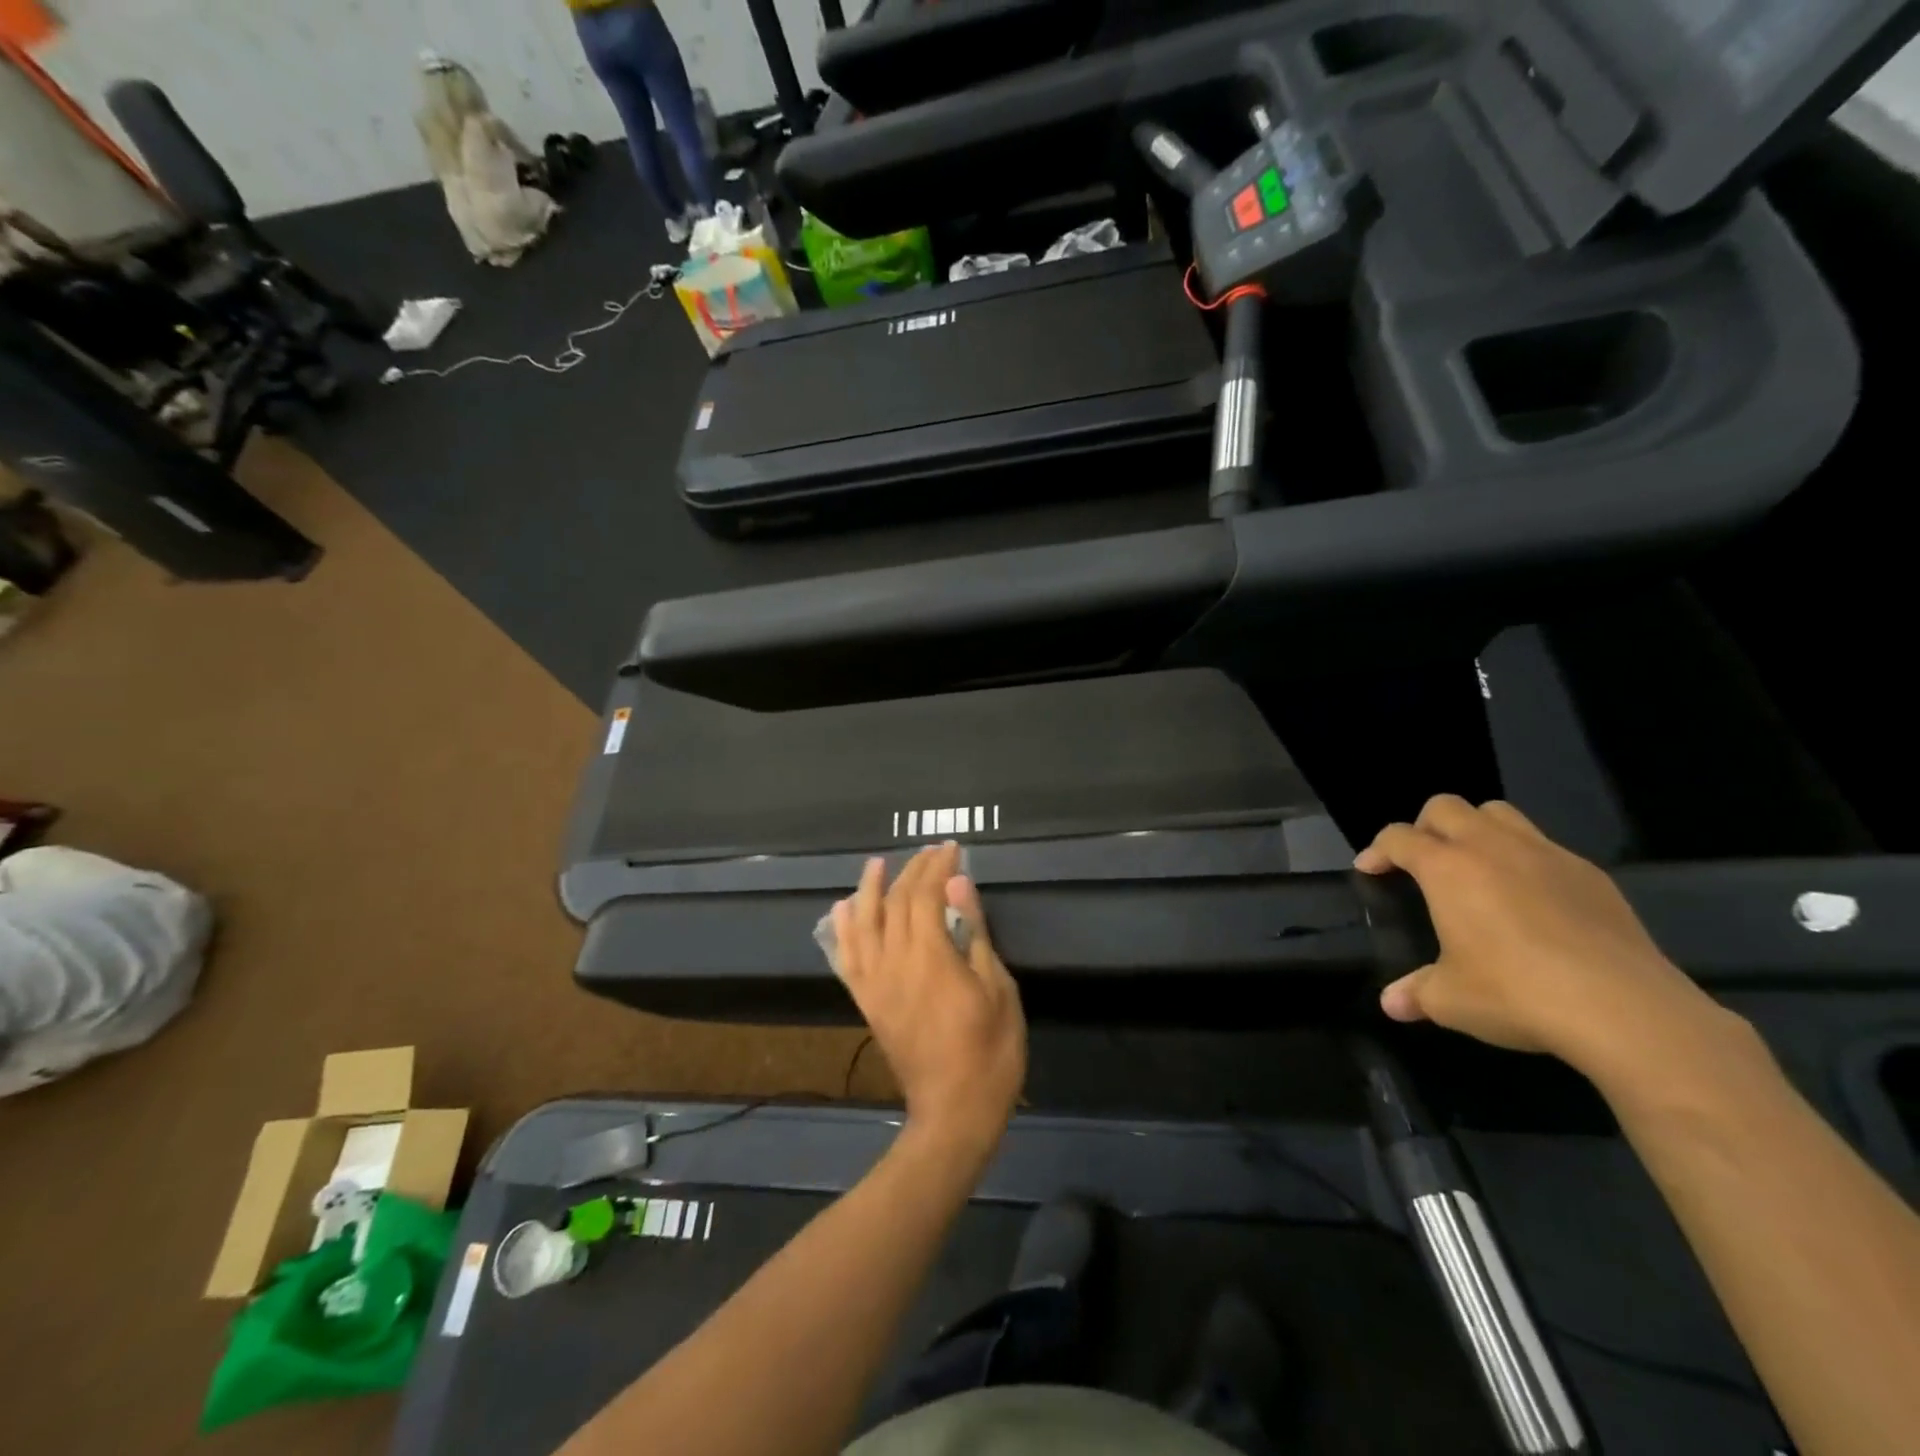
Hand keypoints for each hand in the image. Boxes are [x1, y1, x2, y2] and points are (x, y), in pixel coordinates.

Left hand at [830, 843, 1025, 1161]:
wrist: (953, 1112)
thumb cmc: (989, 1051)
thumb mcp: (997, 988)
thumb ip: (973, 932)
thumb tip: (958, 884)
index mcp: (930, 956)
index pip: (927, 894)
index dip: (938, 867)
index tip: (952, 849)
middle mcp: (894, 962)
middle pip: (897, 902)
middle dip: (913, 871)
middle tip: (931, 853)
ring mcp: (875, 983)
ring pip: (864, 923)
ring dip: (870, 890)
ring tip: (877, 865)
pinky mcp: (867, 1002)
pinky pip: (847, 959)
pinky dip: (843, 931)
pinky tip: (842, 910)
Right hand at [1356, 796, 1737, 1080]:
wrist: (1624, 1009)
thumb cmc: (1516, 994)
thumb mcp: (1451, 1000)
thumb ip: (1417, 993)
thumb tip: (1393, 1003)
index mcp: (1447, 869)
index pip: (1398, 837)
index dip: (1377, 849)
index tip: (1369, 868)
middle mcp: (1492, 848)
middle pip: (1446, 807)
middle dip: (1424, 826)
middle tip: (1422, 860)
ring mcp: (1547, 856)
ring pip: (1499, 814)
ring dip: (1476, 829)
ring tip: (1475, 866)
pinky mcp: (1591, 875)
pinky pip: (1546, 847)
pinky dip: (1525, 859)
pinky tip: (1532, 899)